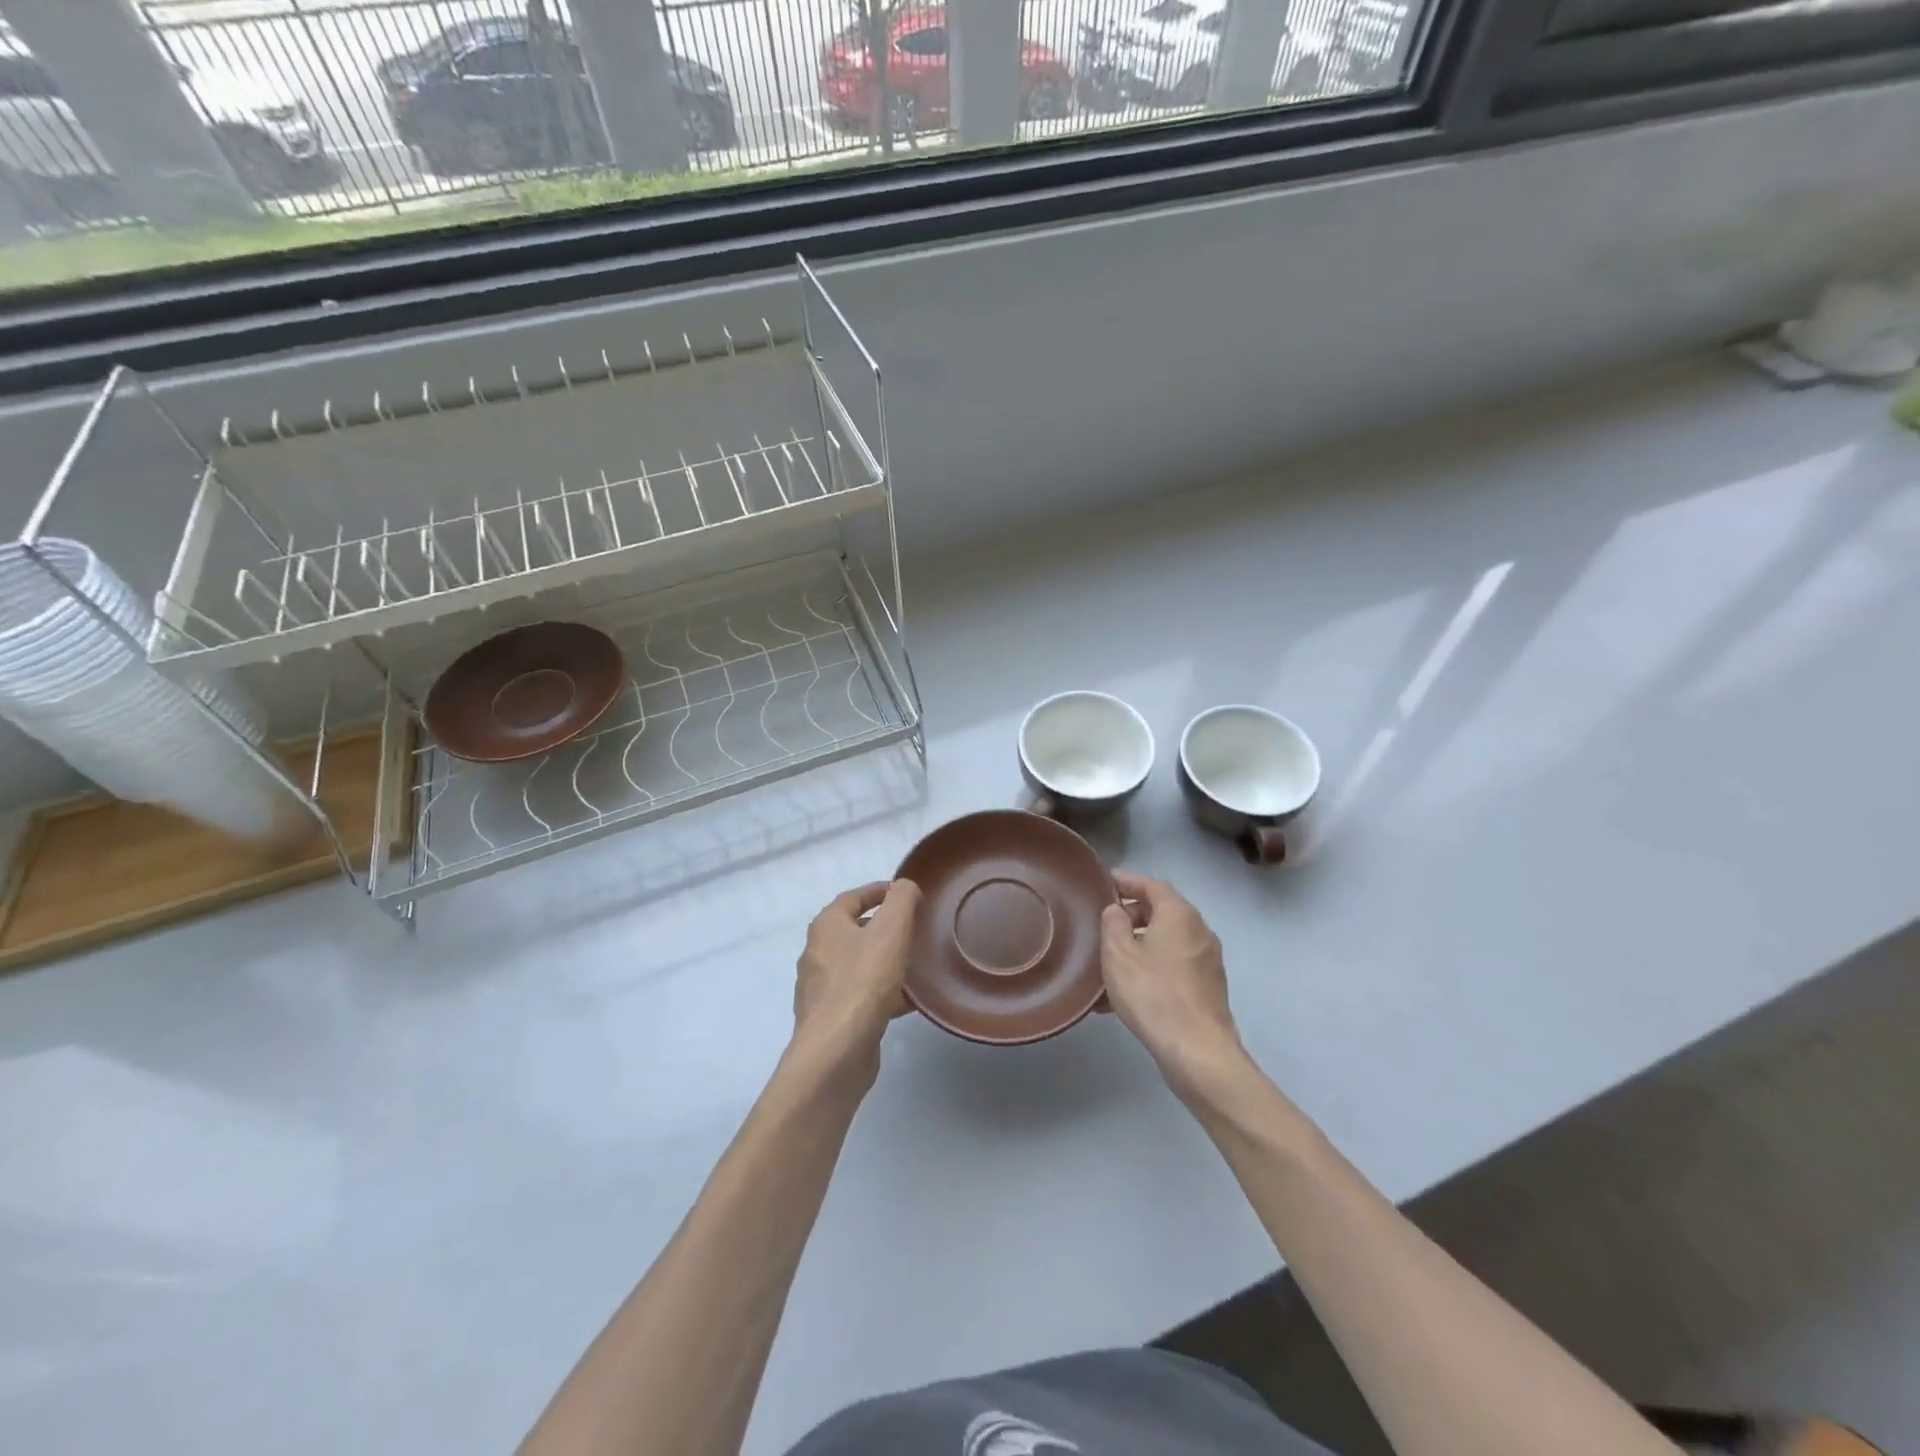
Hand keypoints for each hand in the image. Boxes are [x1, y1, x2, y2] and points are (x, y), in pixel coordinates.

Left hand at [792, 879, 920, 1077]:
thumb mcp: (891, 930)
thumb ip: (901, 900)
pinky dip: (883, 992)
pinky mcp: (832, 1018)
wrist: (836, 1052)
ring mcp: (822, 989)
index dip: (880, 891)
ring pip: (859, 965)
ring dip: (885, 961)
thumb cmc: (863, 982)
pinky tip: (907, 1002)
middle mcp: (817, 953)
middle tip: (915, 929)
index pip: (853, 897)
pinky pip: (861, 995)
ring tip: (916, 965)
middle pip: (855, 931)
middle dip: (884, 928)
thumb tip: (904, 887)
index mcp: (826, 927)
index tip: (907, 894)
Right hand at [1100, 871, 1246, 1100]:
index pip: (1152, 885)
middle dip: (1133, 914)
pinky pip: (1175, 965)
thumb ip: (1112, 922)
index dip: (1128, 881)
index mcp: (1180, 914)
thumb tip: (1116, 910)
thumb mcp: (1118, 953)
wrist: (1197, 1051)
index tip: (1106, 883)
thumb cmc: (1153, 993)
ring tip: (1111, 959)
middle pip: (1163, 911)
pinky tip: (1129, 989)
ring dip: (1141, 944)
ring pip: (1168, 941)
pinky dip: (1152, 966)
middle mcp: (1200, 930)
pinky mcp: (1209, 987)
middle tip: (1104, 923)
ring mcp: (1208, 960)